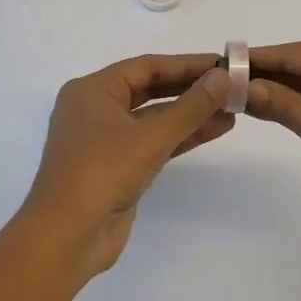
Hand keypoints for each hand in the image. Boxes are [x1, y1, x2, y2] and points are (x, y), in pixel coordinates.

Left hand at [20, 53, 233, 277]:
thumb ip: (190, 106)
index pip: (146, 67)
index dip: (187, 64)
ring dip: (191, 114)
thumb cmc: (102, 172)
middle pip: (151, 90)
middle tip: (231, 85)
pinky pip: (154, 142)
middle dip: (191, 89)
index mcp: (92, 91)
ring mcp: (106, 141)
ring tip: (233, 109)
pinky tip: (215, 130)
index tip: (223, 63)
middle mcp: (96, 110)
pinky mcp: (118, 168)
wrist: (68, 238)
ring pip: (155, 118)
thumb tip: (224, 77)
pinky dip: (182, 136)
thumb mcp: (150, 136)